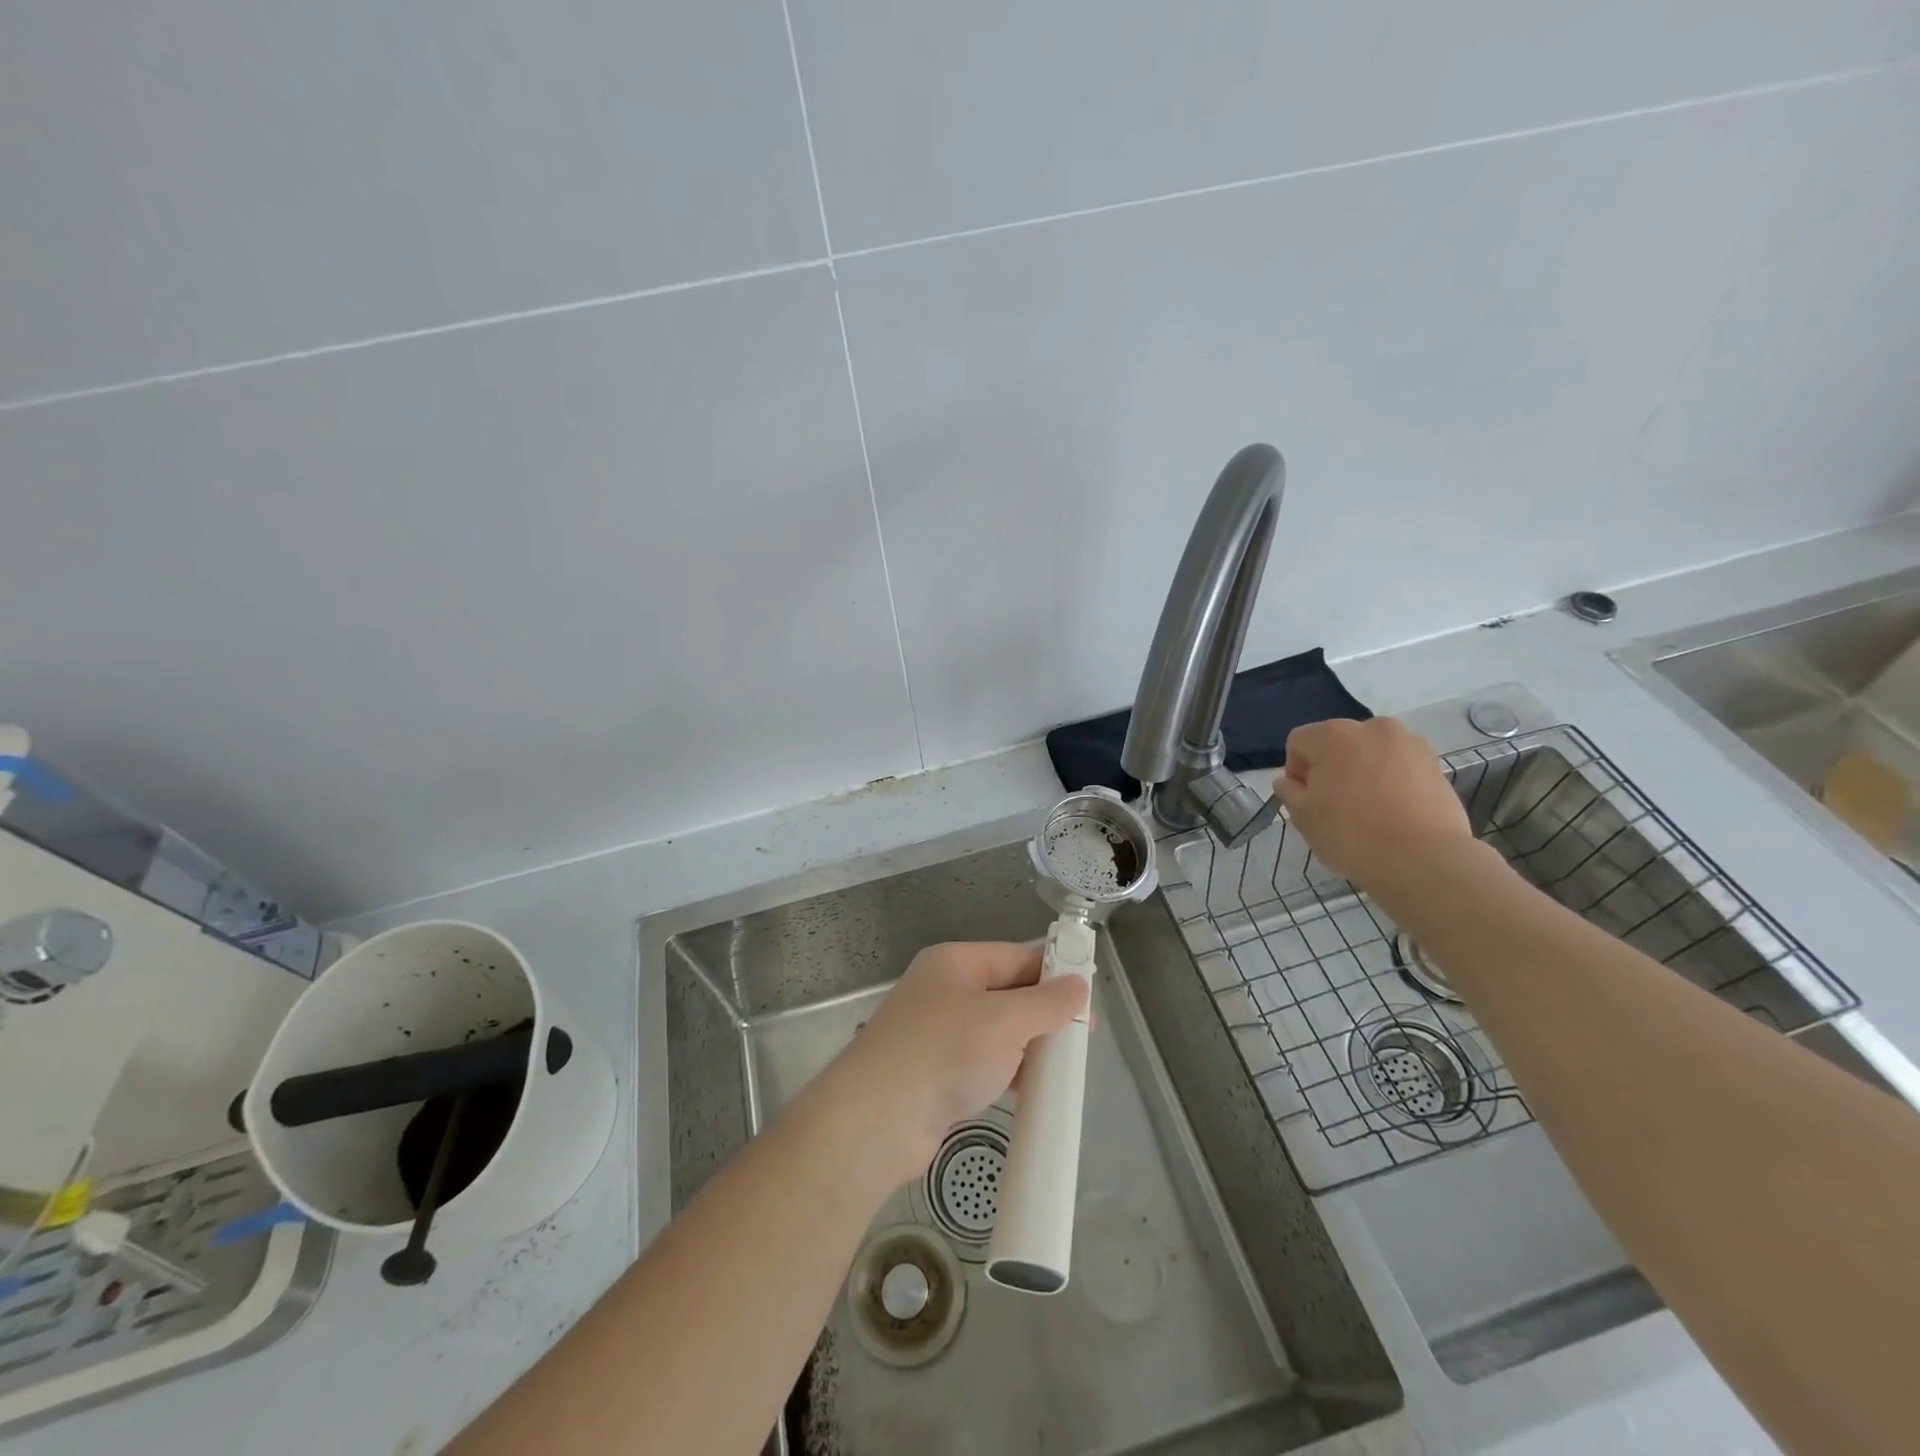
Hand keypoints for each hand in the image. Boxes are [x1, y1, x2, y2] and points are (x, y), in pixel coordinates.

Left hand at [825, 941, 1087, 1182]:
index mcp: (955, 962)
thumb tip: (1079, 985)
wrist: (876, 1120)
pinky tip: (1031, 1090)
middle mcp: (944, 991)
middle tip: (1081, 1039)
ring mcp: (937, 1034)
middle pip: (1006, 994)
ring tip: (1064, 1068)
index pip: (1015, 957)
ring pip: (996, 1032)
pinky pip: (983, 1063)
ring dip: (1028, 1047)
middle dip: (1043, 1014)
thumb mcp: (1004, 1020)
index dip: (1053, 974)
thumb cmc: (944, 1052)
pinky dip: (1008, 1072)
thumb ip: (1047, 1003)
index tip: (1087, 999)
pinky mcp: (935, 1073)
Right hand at [1273, 718, 1474, 886]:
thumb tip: (1289, 781)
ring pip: (1371, 753)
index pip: (1299, 742)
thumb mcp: (1302, 816)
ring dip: (1363, 771)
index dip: (1296, 771)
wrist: (1422, 859)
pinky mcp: (1435, 764)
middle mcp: (1372, 728)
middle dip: (1331, 768)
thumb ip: (1289, 791)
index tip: (1305, 799)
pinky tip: (1393, 811)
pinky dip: (1391, 780)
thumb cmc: (1350, 834)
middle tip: (1335, 805)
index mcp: (1333, 734)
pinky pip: (1400, 766)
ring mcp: (1409, 743)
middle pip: (1338, 743)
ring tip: (1368, 808)